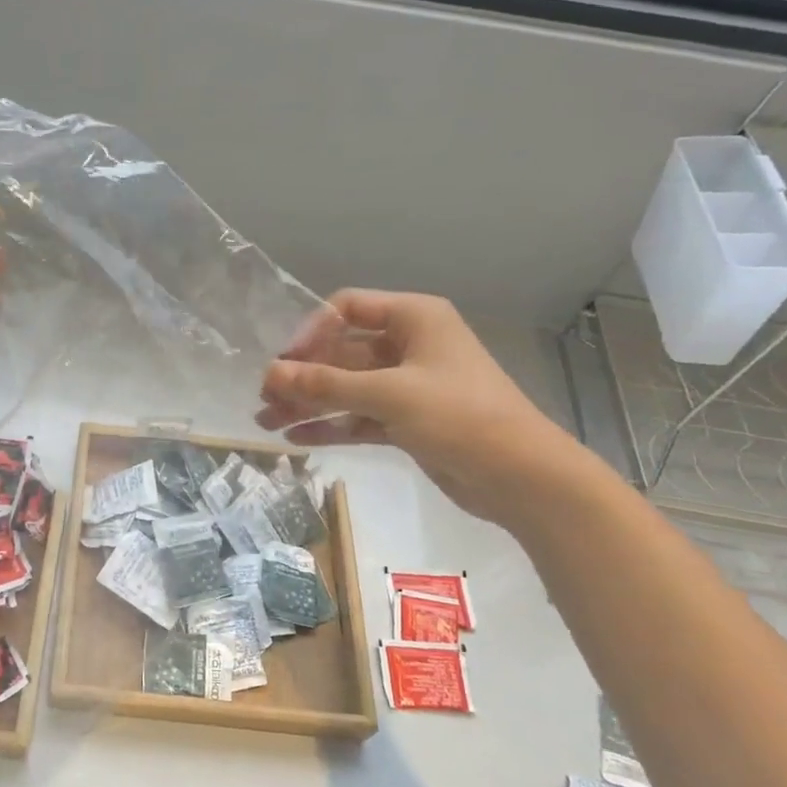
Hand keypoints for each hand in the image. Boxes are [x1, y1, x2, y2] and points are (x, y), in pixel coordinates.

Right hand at [256, 290, 590, 528]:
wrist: (521, 477)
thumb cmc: (460, 416)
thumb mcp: (388, 394)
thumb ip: (326, 383)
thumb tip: (270, 374)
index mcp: (414, 318)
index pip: (347, 309)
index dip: (311, 331)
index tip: (286, 362)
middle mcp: (408, 346)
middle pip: (341, 352)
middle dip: (302, 375)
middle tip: (264, 398)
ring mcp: (407, 386)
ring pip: (346, 387)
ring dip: (309, 402)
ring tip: (267, 422)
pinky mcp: (407, 421)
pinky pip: (358, 416)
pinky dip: (330, 425)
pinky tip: (296, 438)